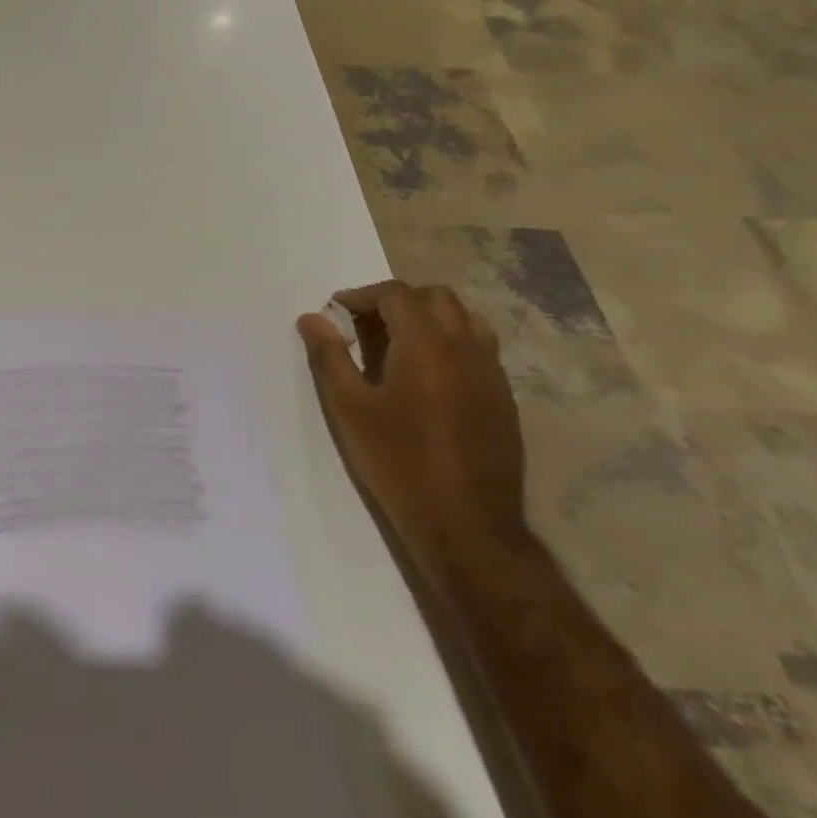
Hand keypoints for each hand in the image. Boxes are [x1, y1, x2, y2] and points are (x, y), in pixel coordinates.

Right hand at [297, 281, 530, 592]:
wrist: (465, 523)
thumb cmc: (397, 461)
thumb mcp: (349, 407)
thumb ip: (329, 356)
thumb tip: (312, 318)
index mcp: (426, 345)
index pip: (397, 294)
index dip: (363, 295)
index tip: (336, 311)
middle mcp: (466, 348)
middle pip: (437, 297)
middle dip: (398, 301)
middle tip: (365, 325)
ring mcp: (492, 373)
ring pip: (466, 319)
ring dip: (429, 318)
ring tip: (397, 345)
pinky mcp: (503, 398)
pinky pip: (479, 348)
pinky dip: (451, 343)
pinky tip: (426, 377)